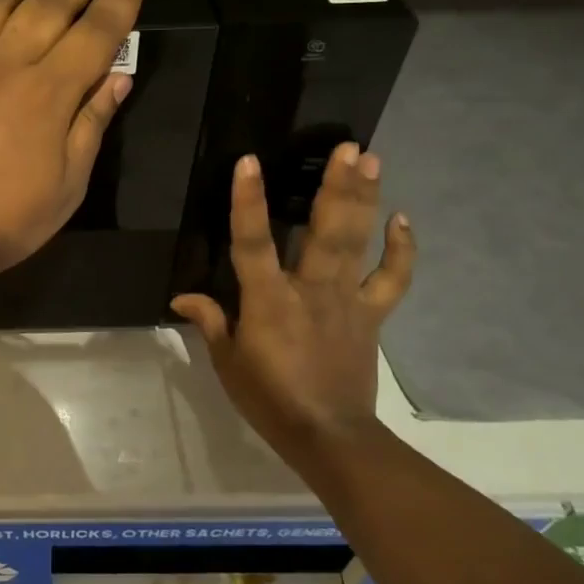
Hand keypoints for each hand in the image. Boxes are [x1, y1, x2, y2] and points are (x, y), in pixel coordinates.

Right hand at [171, 144, 414, 458]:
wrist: (329, 436)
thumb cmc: (270, 399)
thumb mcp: (228, 362)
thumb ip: (210, 321)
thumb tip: (181, 296)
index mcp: (269, 301)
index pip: (252, 243)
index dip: (248, 202)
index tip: (249, 161)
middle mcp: (311, 291)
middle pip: (326, 231)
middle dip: (337, 186)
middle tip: (349, 146)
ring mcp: (347, 301)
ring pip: (359, 244)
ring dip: (367, 200)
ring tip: (373, 161)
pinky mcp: (371, 316)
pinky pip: (391, 280)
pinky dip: (401, 251)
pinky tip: (402, 219)